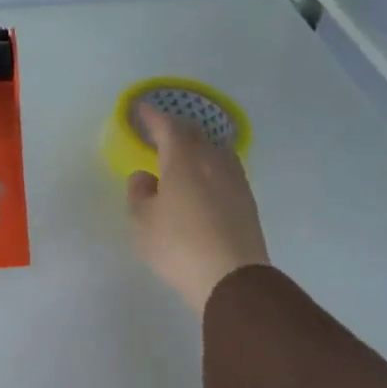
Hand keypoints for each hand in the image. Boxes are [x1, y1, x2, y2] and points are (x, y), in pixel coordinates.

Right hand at [126, 107, 269, 314]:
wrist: (232, 279)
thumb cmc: (178, 246)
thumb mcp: (143, 222)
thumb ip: (139, 193)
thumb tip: (145, 176)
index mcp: (183, 161)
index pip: (168, 127)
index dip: (154, 117)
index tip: (142, 109)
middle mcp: (212, 162)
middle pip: (196, 134)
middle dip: (177, 127)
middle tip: (161, 129)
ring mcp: (235, 180)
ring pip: (215, 149)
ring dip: (198, 144)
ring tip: (185, 151)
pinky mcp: (247, 200)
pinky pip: (226, 168)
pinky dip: (211, 163)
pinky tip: (206, 177)